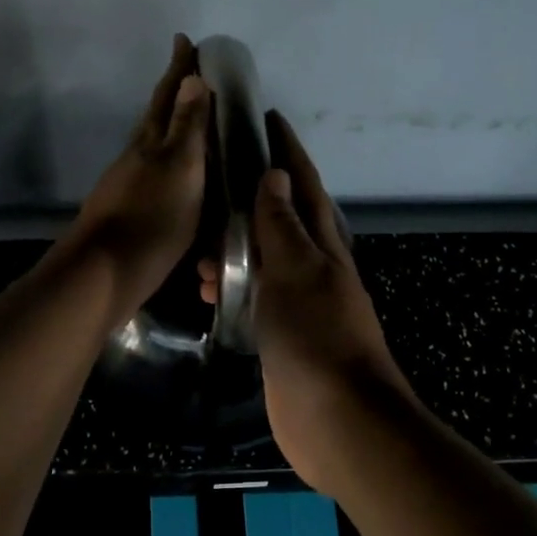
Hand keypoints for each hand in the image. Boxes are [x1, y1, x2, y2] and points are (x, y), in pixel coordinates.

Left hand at [61, 34, 210, 328]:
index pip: (168, 96)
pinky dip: (174, 170)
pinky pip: (158, 180)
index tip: (185, 40)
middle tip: (193, 77)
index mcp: (151, 144)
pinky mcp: (130, 216)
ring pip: (155, 149)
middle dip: (174, 95)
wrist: (105, 275)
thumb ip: (187, 127)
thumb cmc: (151, 219)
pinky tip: (183, 183)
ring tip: (196, 127)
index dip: (179, 69)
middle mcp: (137, 159)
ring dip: (174, 132)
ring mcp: (129, 188)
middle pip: (157, 119)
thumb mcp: (180, 169)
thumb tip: (193, 78)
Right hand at [204, 112, 411, 493]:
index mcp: (323, 245)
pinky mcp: (282, 333)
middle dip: (252, 191)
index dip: (287, 149)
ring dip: (234, 244)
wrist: (338, 419)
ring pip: (262, 258)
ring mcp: (298, 302)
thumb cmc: (318, 337)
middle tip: (214, 174)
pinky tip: (208, 286)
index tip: (267, 116)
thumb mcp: (297, 271)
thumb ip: (281, 225)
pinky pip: (254, 294)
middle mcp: (313, 267)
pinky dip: (232, 283)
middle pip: (282, 217)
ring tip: (198, 240)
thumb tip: (273, 175)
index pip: (303, 184)